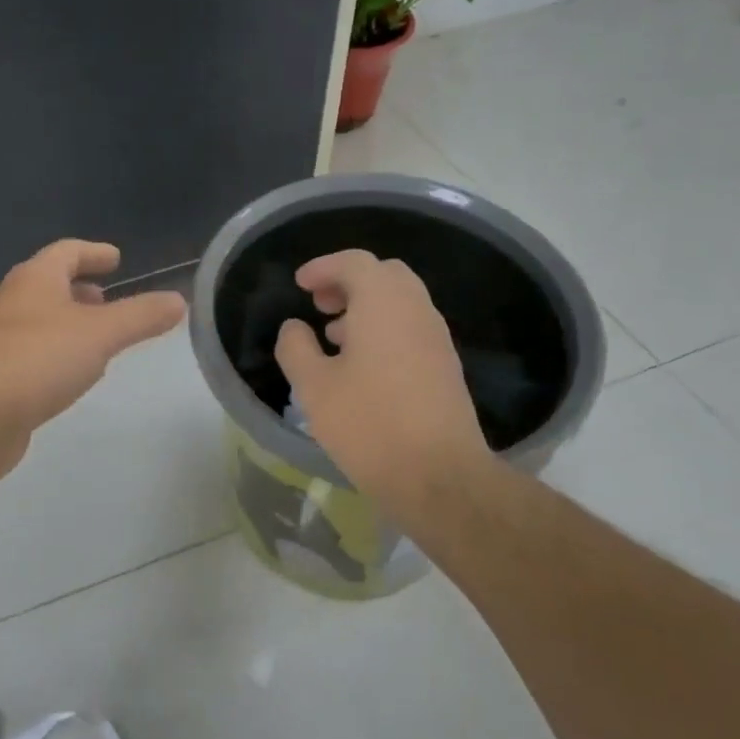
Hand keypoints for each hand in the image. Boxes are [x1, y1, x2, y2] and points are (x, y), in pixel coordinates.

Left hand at [0, 240, 186, 481]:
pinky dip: (57, 353)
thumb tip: (179, 300)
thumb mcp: (102, 333)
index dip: (93, 252)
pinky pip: (34, 353)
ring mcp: (0, 340)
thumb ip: (142, 316)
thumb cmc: (40, 358)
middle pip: (49, 285)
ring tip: (97, 337)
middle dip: (79, 289)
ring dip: (68, 322)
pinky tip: (73, 374)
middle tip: (106, 298)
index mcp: (35, 280)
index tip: (116, 258)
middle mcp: (14, 303)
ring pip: (41, 320)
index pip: (66, 252)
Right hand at [274, 249, 495, 531]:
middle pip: (384, 275)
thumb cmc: (368, 424)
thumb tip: (294, 327)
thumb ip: (296, 348)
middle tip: (319, 304)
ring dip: (367, 306)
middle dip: (349, 281)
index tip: (299, 284)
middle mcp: (416, 310)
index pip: (355, 262)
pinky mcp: (445, 366)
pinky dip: (384, 327)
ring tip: (334, 335)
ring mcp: (436, 338)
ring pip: (401, 301)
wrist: (439, 476)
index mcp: (383, 303)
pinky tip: (362, 364)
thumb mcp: (313, 387)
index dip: (323, 266)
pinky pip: (411, 327)